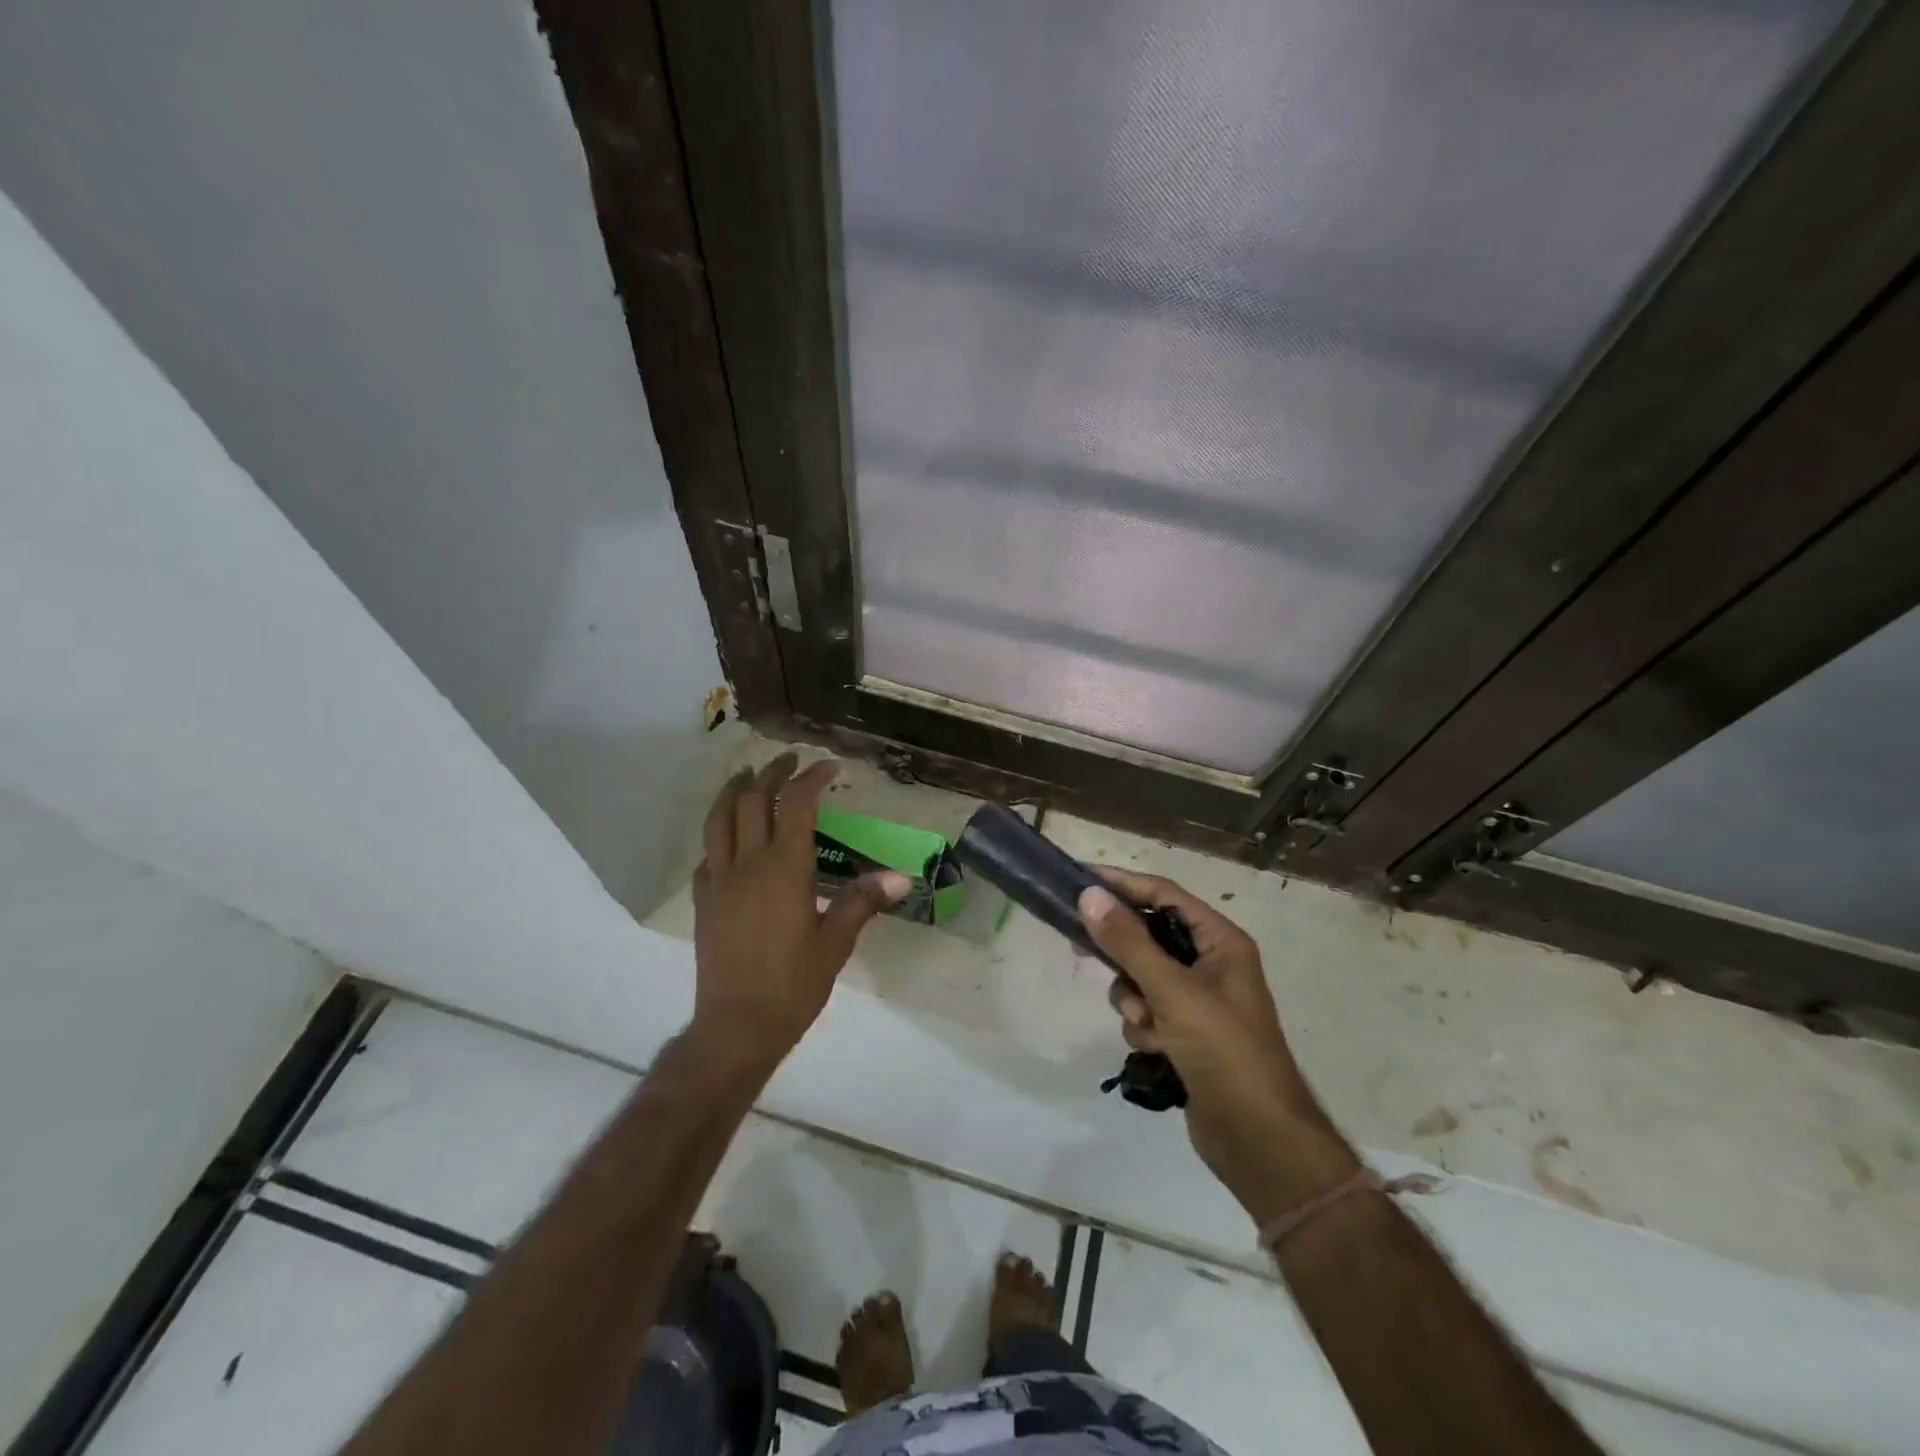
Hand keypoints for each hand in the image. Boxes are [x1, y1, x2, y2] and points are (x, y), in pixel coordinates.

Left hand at [691, 754, 907, 1068]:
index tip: (829, 767)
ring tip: (745, 776)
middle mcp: (747, 864)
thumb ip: (863, 902)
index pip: (796, 805)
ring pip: (718, 820)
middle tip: (789, 760)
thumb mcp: (836, 943)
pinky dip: (718, 835)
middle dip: (771, 773)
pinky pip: (706, 855)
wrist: (737, 1026)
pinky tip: (727, 841)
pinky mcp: (702, 902)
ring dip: (732, 791)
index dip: (812, 778)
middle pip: (751, 800)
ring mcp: (718, 881)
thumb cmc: (793, 984)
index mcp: (785, 869)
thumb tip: (901, 876)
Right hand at [1079, 869, 1358, 1218]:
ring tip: (1147, 1023)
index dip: (1123, 884)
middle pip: (1148, 935)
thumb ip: (1128, 942)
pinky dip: (1143, 1026)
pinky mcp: (1185, 1032)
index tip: (1080, 880)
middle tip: (1081, 946)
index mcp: (1220, 941)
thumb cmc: (1224, 1051)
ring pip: (1140, 976)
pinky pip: (1146, 1010)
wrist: (1258, 1139)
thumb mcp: (1172, 991)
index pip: (1164, 895)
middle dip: (1122, 951)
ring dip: (1133, 997)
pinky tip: (1156, 1048)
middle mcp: (1210, 963)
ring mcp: (1197, 1000)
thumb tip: (1089, 894)